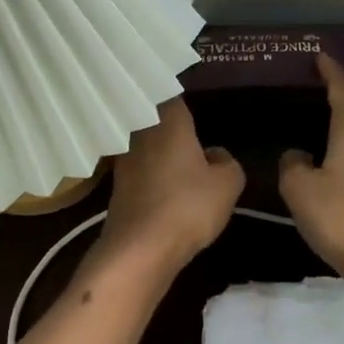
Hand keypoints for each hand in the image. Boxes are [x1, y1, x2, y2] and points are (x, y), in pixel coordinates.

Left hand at [96, 98, 244, 274]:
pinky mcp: (116, 187)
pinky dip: (148, 174)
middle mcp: (140, 133)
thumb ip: (227, 161)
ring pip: (143, 144)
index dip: (181, 97)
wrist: (139, 249)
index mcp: (167, 122)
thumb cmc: (188, 206)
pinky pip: (137, 170)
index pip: (170, 94)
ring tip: (178, 159)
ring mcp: (123, 161)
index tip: (192, 104)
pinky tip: (162, 186)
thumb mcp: (228, 184)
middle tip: (188, 130)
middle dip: (168, 123)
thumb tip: (214, 154)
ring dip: (157, 150)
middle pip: (153, 118)